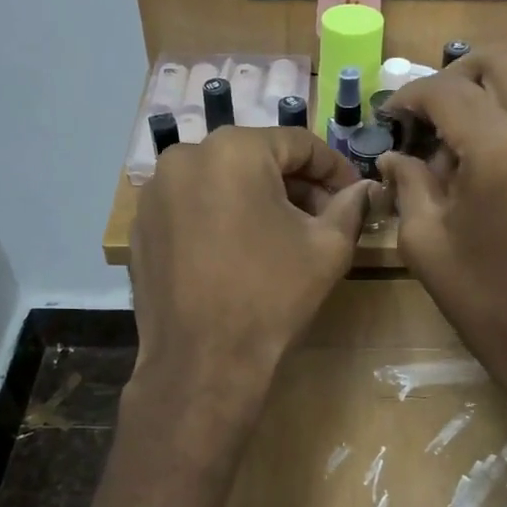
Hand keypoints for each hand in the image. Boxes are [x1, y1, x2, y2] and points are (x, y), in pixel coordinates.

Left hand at [130, 126, 369, 417]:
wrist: (202, 362)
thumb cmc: (271, 297)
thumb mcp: (328, 248)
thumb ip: (351, 207)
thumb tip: (366, 188)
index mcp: (234, 150)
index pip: (298, 144)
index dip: (334, 169)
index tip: (354, 195)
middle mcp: (185, 156)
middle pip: (256, 160)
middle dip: (294, 186)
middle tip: (323, 218)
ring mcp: (155, 192)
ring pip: (221, 182)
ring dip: (256, 201)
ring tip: (281, 237)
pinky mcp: (140, 226)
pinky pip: (191, 208)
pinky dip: (220, 219)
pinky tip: (239, 253)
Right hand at [378, 53, 506, 426]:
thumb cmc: (485, 302)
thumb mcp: (425, 244)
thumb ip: (408, 185)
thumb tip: (394, 156)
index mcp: (500, 150)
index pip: (448, 90)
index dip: (411, 97)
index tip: (391, 117)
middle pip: (500, 61)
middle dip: (456, 77)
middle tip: (428, 114)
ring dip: (488, 97)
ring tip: (458, 143)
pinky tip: (493, 164)